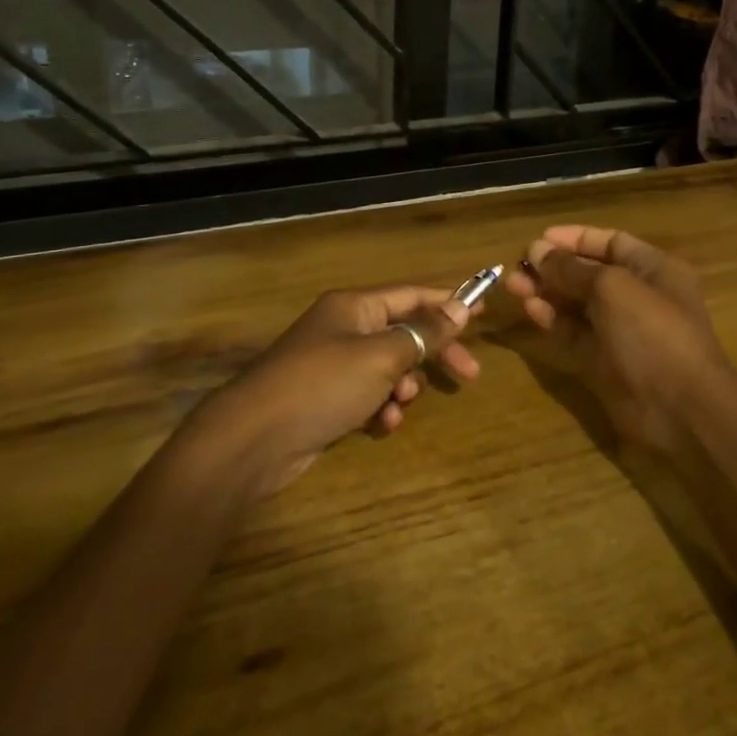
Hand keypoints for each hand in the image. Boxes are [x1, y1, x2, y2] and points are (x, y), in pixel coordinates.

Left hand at [183, 285, 481, 500]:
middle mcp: (345, 328)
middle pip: (405, 332)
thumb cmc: (322, 385)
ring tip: (400, 404)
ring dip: (404, 386)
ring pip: (389, 368)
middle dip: (434, 354)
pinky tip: (381, 426)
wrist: (253, 440)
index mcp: (355, 306)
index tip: (482, 314)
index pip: (412, 294)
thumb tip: (460, 306)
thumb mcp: (382, 356)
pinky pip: (369, 395)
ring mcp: (334, 364)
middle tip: (469, 374)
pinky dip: (381, 408)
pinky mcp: (328, 399)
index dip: (448, 302)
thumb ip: (424, 333)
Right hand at [502, 226, 736, 454]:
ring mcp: (621, 331)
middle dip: (555, 267)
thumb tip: (537, 250)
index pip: (611, 243)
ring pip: (577, 304)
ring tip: (512, 285)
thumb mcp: (612, 288)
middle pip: (590, 274)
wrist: (680, 410)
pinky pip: (573, 333)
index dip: (575, 239)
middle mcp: (638, 296)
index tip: (539, 240)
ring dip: (546, 292)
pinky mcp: (604, 361)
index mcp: (654, 270)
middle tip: (518, 266)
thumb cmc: (652, 333)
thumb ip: (572, 268)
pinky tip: (529, 309)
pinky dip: (552, 320)